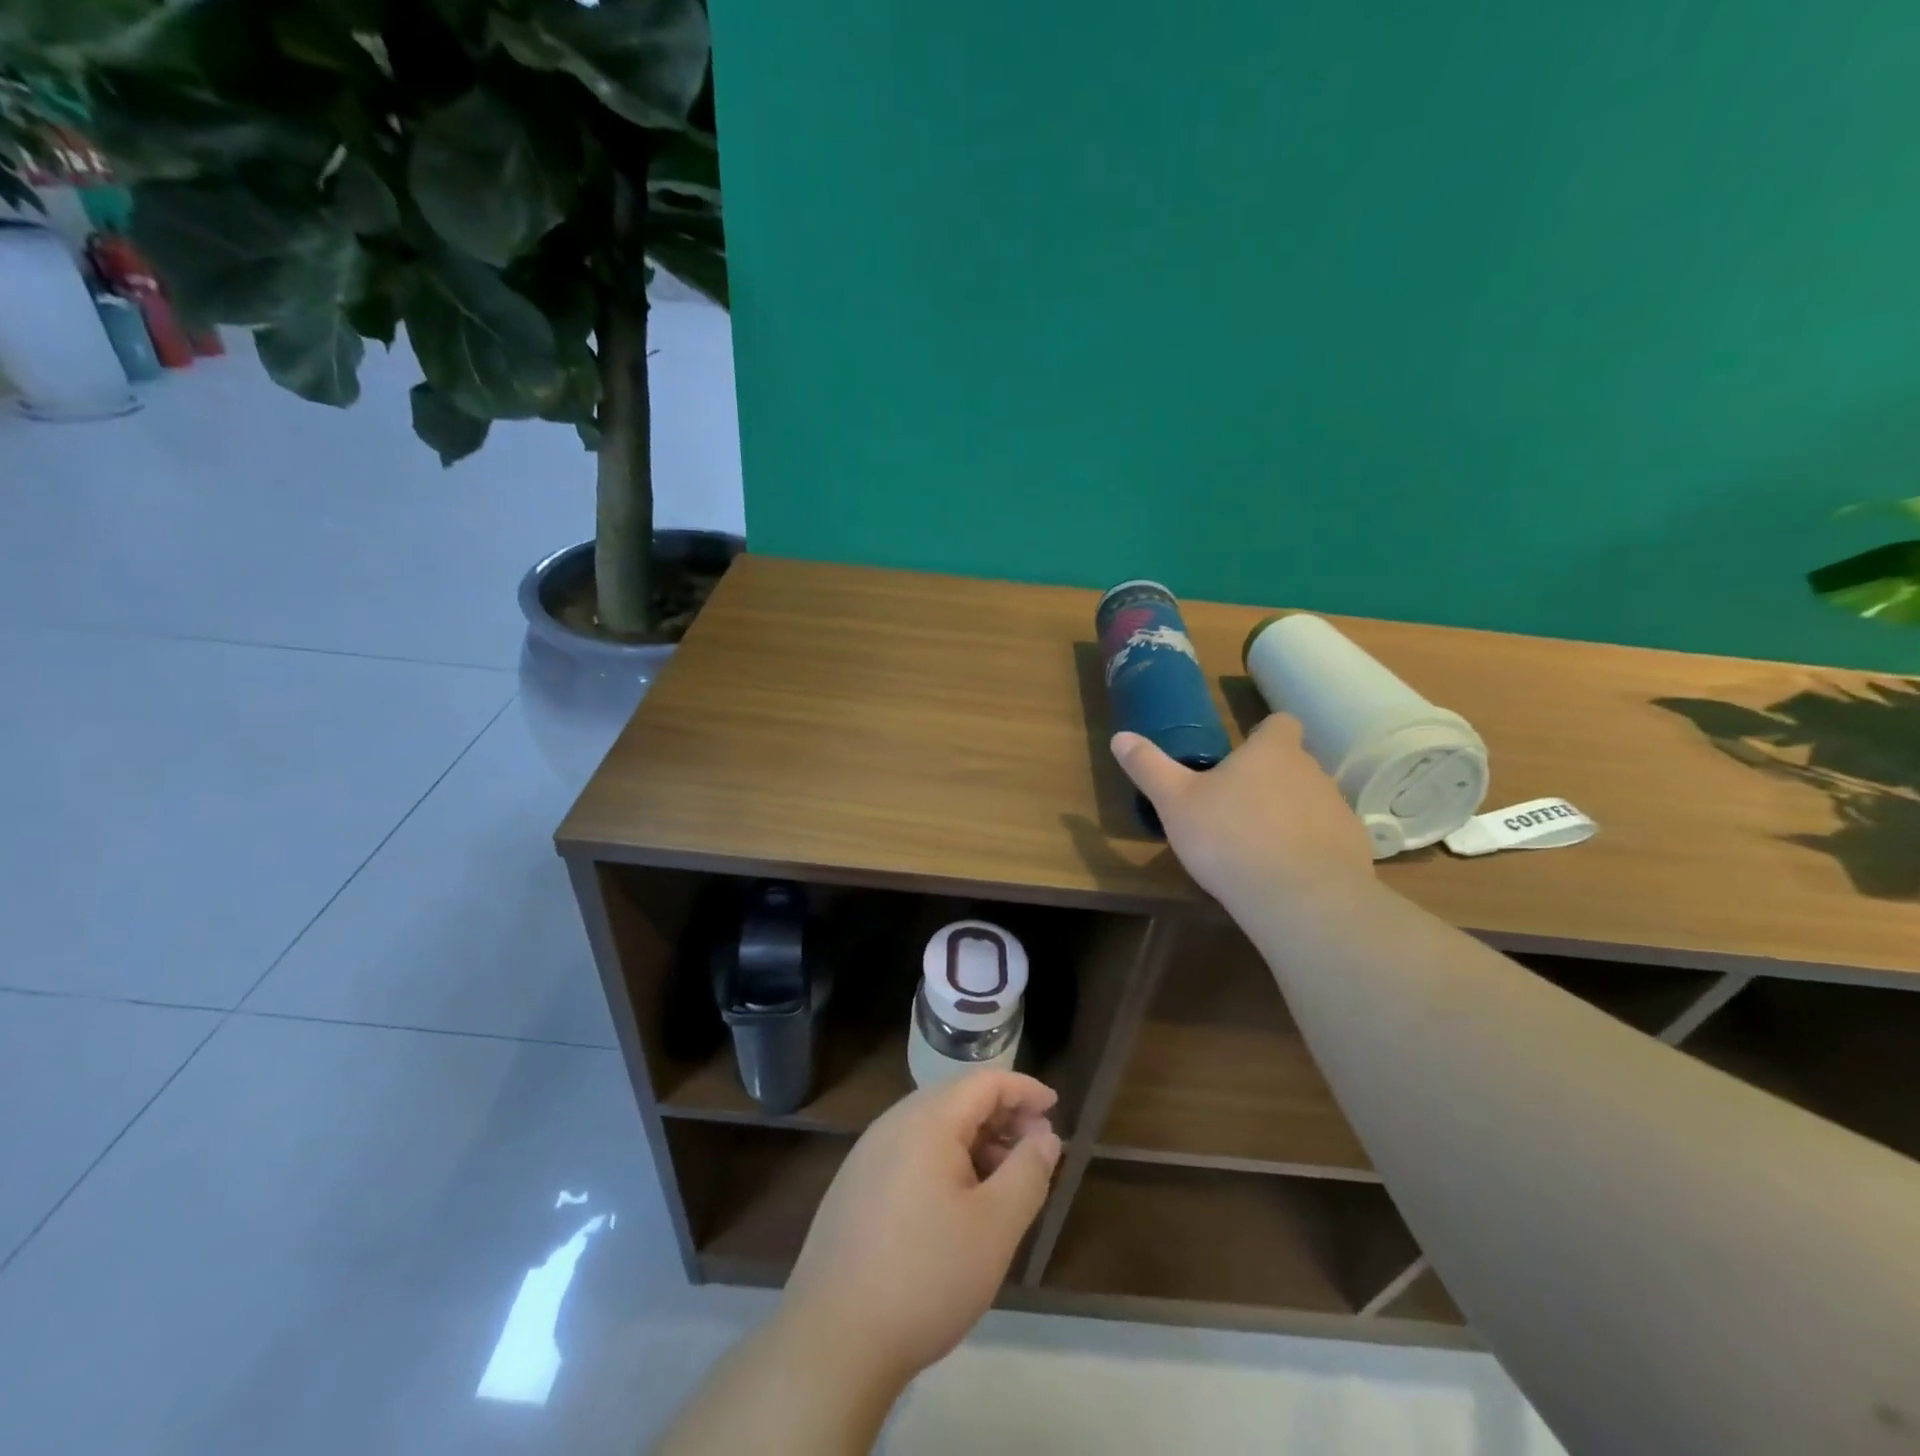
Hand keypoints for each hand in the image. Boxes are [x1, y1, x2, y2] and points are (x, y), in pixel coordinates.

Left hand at [778, 1070, 1061, 1387]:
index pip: (984, 1081)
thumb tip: (1045, 1136)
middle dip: (1002, 1116)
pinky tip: (959, 1204)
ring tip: (1005, 1181)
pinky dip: (946, 1161)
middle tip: (1037, 1149)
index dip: (1024, 1089)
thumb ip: (1028, 1173)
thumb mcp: (995, 1227)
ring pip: (934, 1128)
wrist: (832, 1341)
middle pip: (957, 1100)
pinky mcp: (855, 1186)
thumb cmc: (926, 1276)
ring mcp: (868, 1154)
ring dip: (976, 1142)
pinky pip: (911, 1153)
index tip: (1056, 1107)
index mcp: (926, 1120)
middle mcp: (893, 1123)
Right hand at [1112, 713, 1374, 909]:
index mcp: (1271, 751)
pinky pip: (1327, 838)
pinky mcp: (1354, 848)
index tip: (1243, 753)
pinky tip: (1285, 873)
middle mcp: (1312, 771)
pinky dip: (1310, 848)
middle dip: (1270, 778)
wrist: (1300, 899)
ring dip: (1290, 813)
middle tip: (1235, 805)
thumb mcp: (1174, 802)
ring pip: (1311, 800)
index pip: (1280, 723)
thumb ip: (1149, 767)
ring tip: (1258, 844)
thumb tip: (1120, 736)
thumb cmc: (1229, 838)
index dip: (1263, 733)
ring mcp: (1337, 809)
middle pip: (1294, 763)